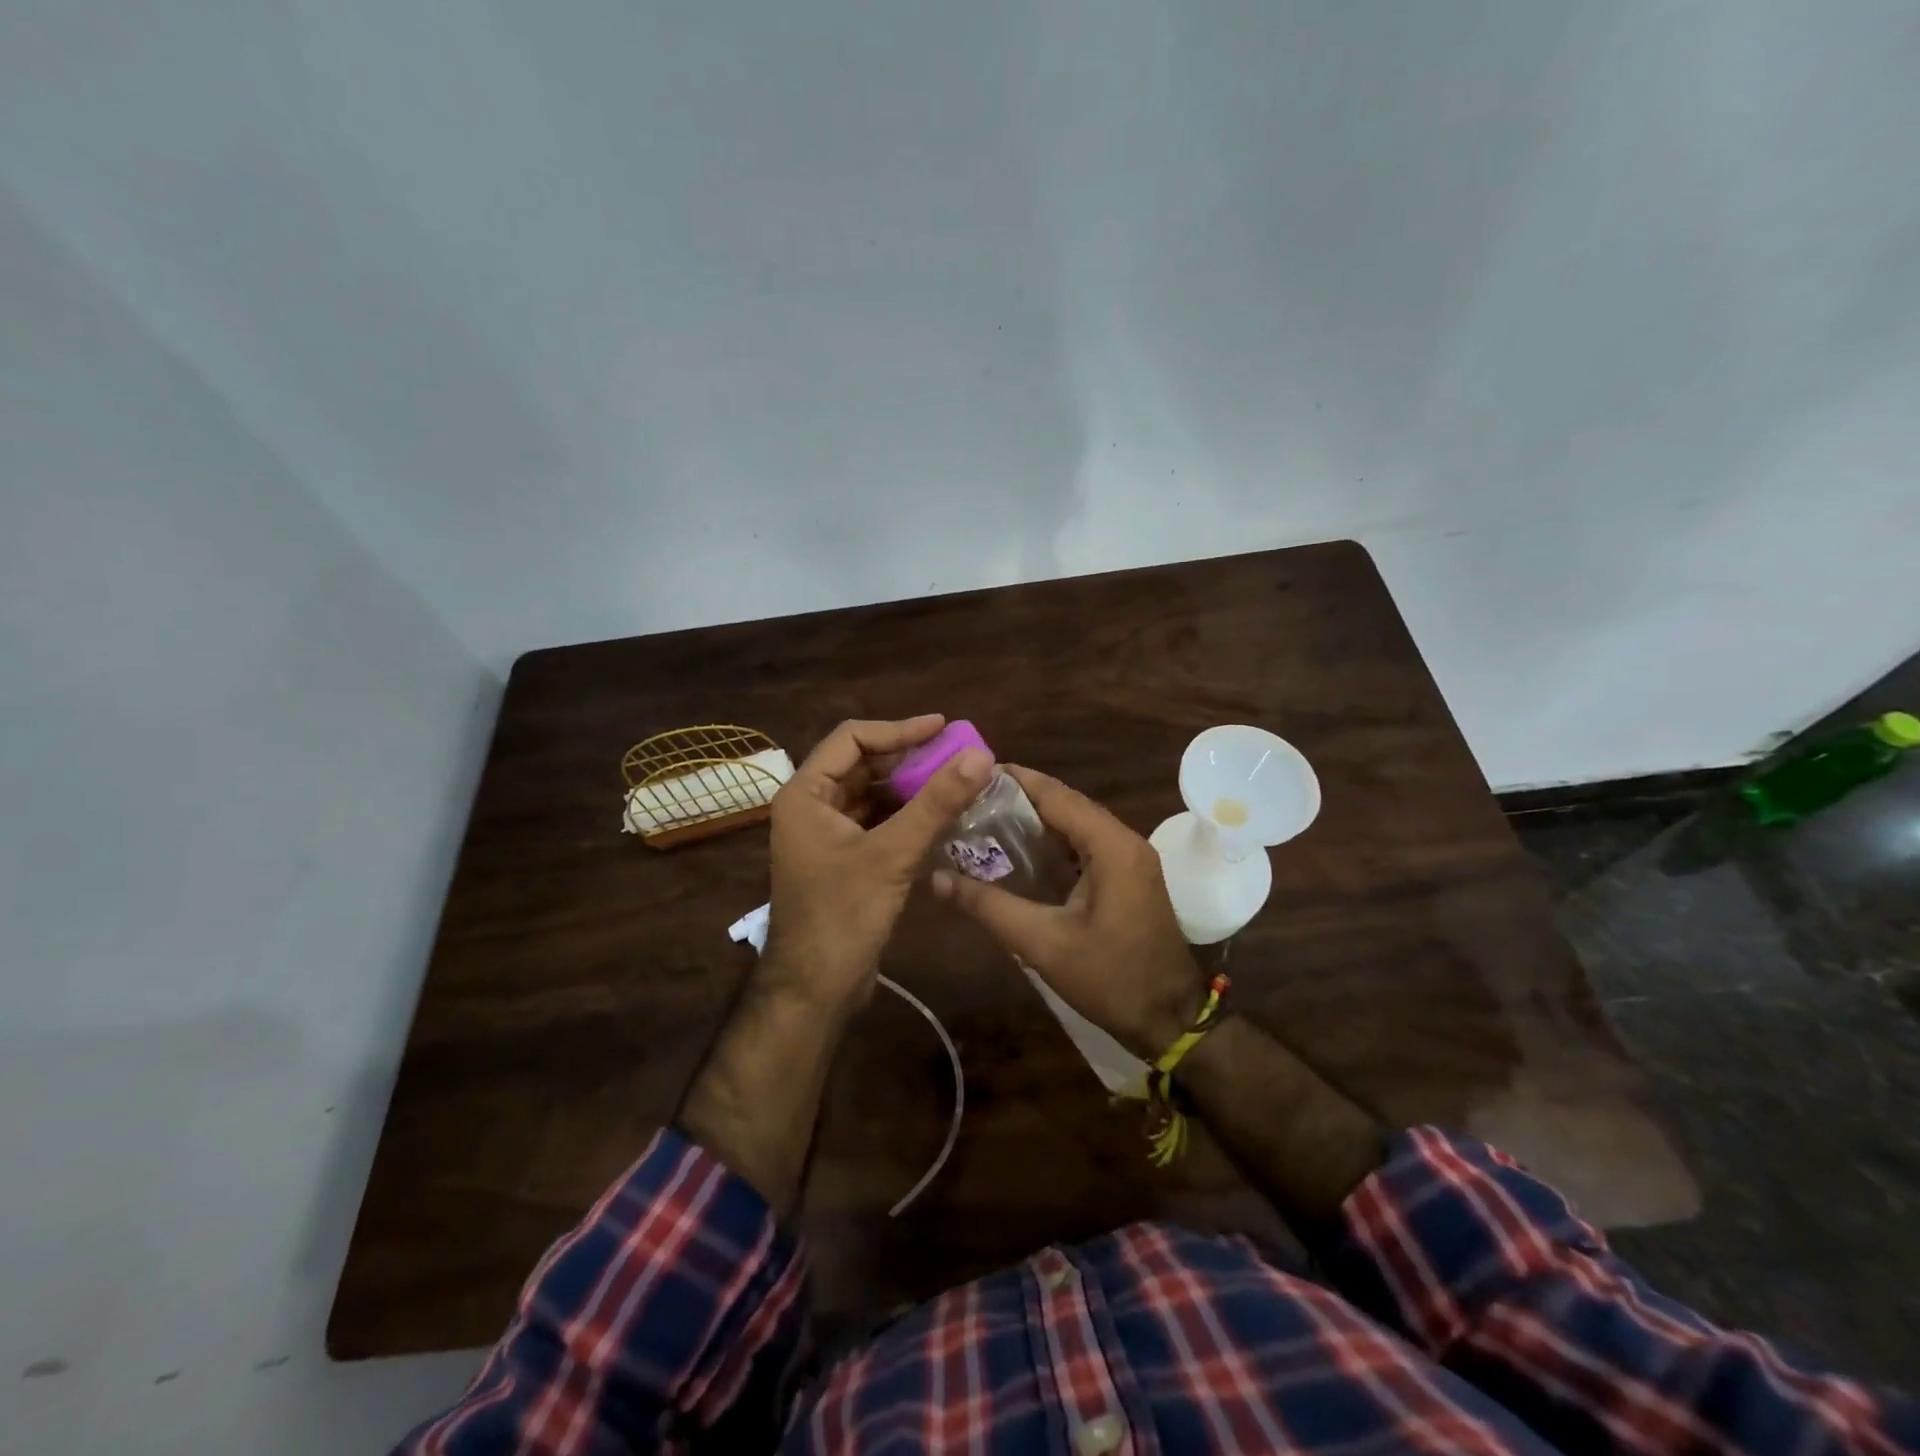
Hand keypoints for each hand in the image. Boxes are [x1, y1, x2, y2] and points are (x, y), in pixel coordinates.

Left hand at [764, 715, 991, 1014]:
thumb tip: (980, 755)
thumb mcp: (893, 854)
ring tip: (956, 781)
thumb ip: (936, 802)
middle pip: (863, 765)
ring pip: (873, 795)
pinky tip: (941, 816)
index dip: (899, 729)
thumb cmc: (843, 915)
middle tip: (957, 755)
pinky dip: (907, 815)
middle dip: (910, 759)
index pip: (852, 739)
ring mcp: (826, 834)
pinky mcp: (844, 859)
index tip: (944, 728)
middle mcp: (811, 806)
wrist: (816, 988)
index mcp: (805, 794)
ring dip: (911, 788)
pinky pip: (878, 822)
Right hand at [931, 765, 1204, 1059]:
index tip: (971, 772)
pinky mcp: (1128, 876)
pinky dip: (1052, 843)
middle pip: (1066, 804)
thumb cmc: (1110, 979)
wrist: (1170, 1019)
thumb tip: (936, 878)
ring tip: (984, 820)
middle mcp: (1124, 840)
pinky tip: (1018, 853)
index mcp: (1111, 846)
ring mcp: (1130, 858)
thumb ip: (988, 906)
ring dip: (1035, 820)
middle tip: (969, 799)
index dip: (1014, 780)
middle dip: (1019, 799)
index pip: (1056, 795)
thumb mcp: (1042, 943)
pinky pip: (1085, 845)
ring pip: (1075, 824)